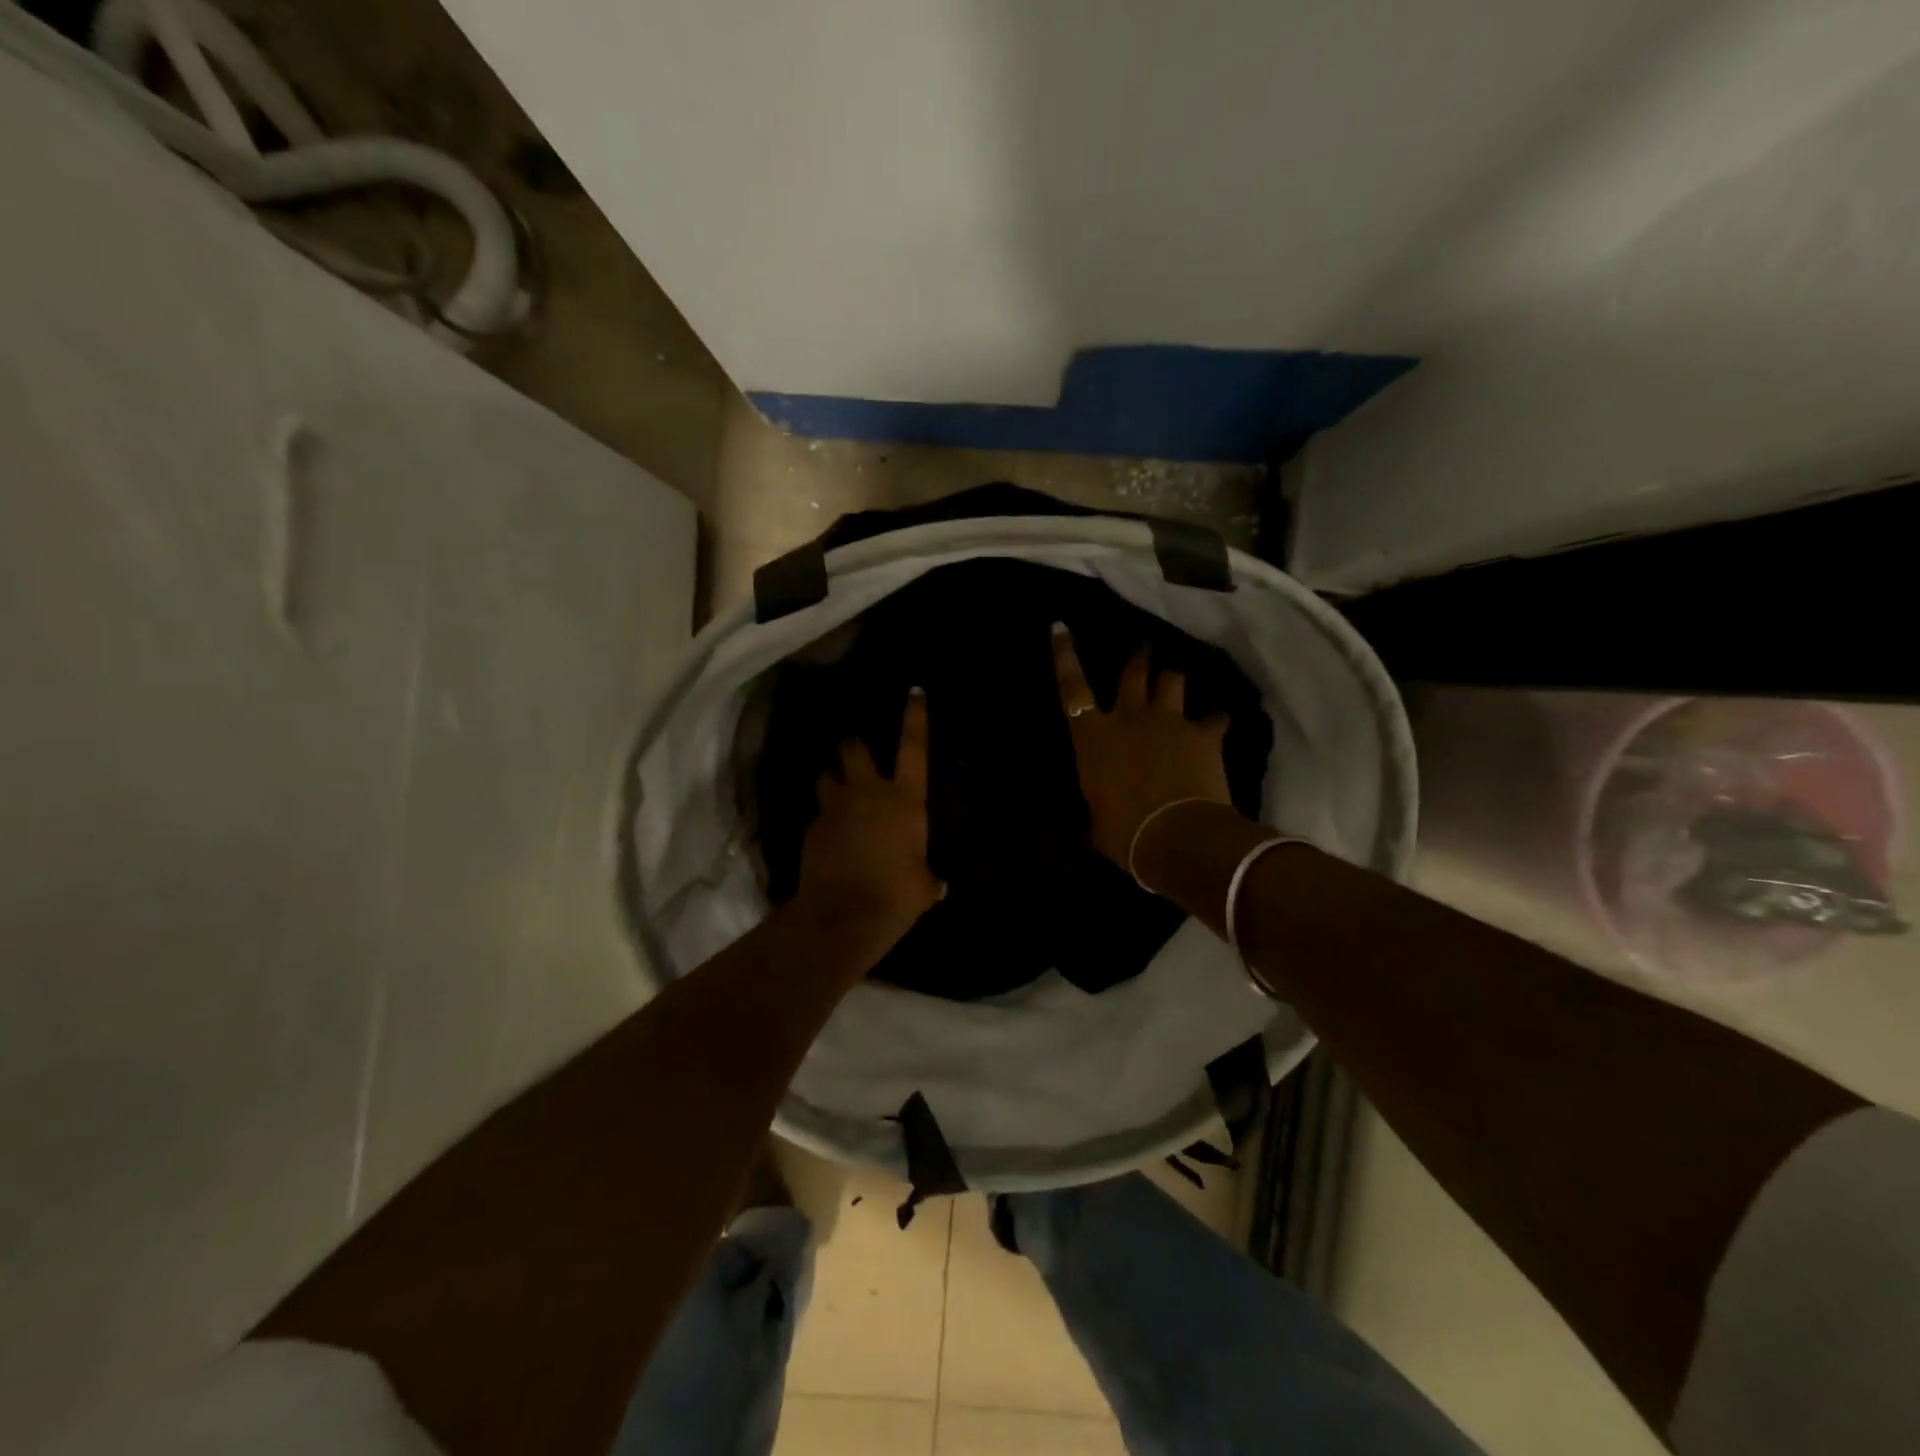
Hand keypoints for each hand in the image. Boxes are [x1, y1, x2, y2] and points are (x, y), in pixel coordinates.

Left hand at [794, 687, 942, 946]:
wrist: (842, 916)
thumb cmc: (895, 895)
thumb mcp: (923, 887)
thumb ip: (928, 878)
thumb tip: (937, 884)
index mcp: (905, 800)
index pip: (914, 748)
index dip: (915, 717)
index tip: (914, 691)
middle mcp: (869, 793)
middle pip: (855, 750)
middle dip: (854, 744)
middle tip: (855, 746)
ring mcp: (836, 808)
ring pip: (826, 776)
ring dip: (831, 777)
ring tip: (834, 785)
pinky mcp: (812, 828)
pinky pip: (819, 813)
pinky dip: (824, 817)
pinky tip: (828, 835)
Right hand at [1053, 622, 1230, 874]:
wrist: (1175, 836)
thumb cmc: (1124, 833)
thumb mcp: (1097, 819)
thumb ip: (1099, 802)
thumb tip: (1100, 812)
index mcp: (1093, 738)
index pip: (1071, 687)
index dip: (1064, 654)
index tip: (1061, 625)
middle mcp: (1129, 718)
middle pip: (1134, 672)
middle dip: (1139, 658)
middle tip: (1144, 648)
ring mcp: (1169, 721)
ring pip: (1173, 680)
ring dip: (1174, 680)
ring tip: (1178, 680)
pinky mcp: (1203, 734)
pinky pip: (1215, 717)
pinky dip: (1216, 719)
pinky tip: (1220, 722)